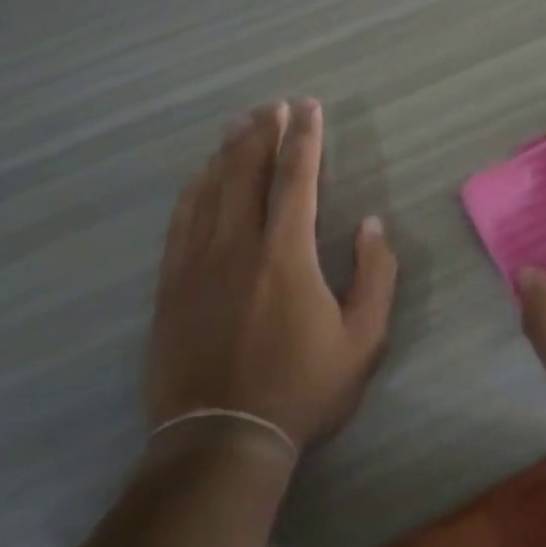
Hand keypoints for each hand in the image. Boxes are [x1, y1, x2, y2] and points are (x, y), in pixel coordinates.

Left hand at [147, 99, 396, 451]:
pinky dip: (193, 189)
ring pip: (210, 190)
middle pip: (247, 172)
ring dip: (227, 152)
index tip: (308, 108)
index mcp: (286, 254)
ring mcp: (196, 263)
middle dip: (263, 133)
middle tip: (273, 106)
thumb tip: (370, 224)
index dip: (304, 138)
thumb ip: (375, 275)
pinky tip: (200, 175)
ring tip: (239, 125)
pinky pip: (180, 221)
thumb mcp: (363, 339)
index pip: (296, 178)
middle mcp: (237, 245)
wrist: (221, 440)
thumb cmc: (301, 388)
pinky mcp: (170, 285)